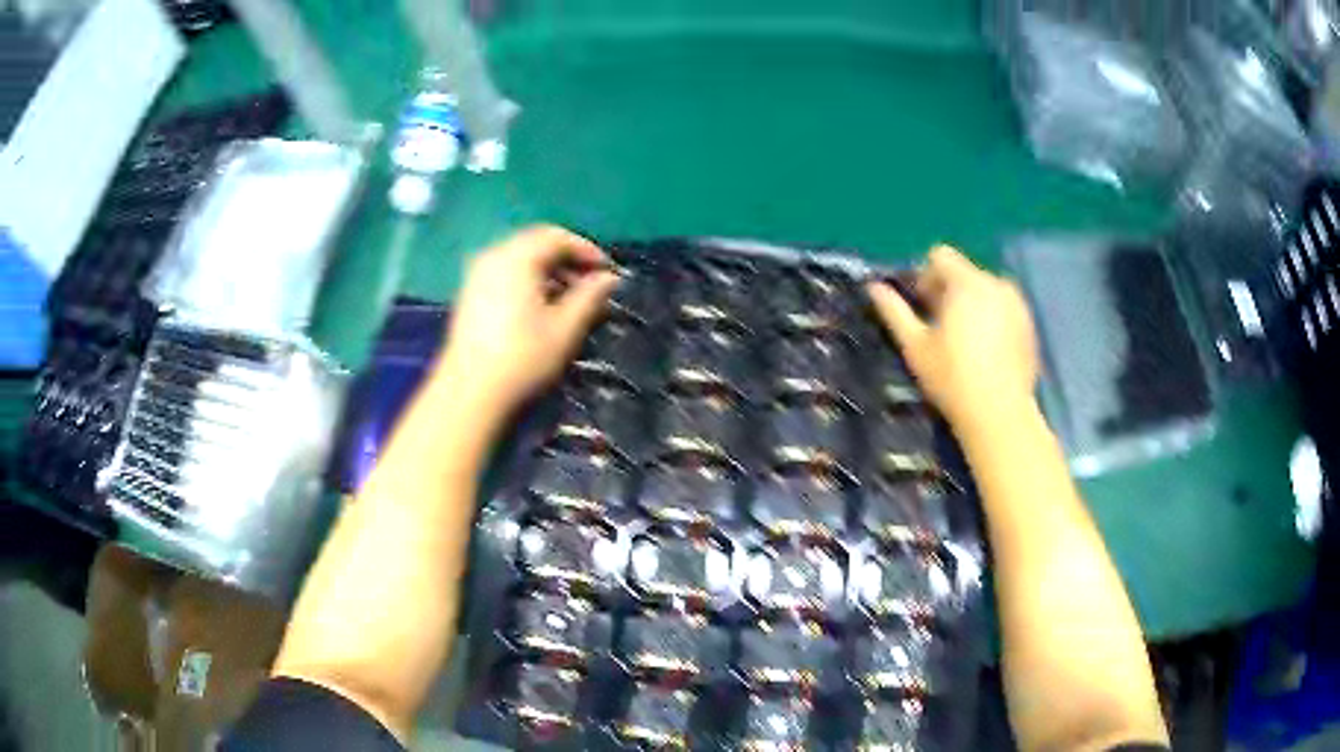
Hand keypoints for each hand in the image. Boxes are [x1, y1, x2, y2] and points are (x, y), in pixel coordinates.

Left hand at [435, 225, 618, 418]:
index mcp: (517, 257)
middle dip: (567, 258)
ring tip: (569, 298)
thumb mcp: (565, 328)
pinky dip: (528, 280)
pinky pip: (505, 272)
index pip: (557, 237)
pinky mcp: (470, 294)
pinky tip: (540, 307)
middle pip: (536, 242)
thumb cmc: (522, 357)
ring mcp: (477, 274)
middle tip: (590, 283)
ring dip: (548, 270)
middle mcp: (493, 255)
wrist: (469, 392)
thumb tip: (609, 278)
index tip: (607, 272)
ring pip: (519, 258)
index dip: (586, 250)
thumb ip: (590, 296)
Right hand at [867, 246, 1038, 426]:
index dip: (924, 275)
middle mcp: (996, 283)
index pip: (940, 256)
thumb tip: (873, 287)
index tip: (921, 306)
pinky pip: (1004, 308)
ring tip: (963, 341)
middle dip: (949, 291)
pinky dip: (992, 319)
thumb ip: (894, 311)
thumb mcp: (915, 346)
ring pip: (985, 290)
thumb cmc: (952, 378)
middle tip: (939, 327)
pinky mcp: (1030, 325)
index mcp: (967, 282)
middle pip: (964, 273)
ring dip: (970, 305)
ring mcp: (1018, 304)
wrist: (1000, 414)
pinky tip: (986, 352)